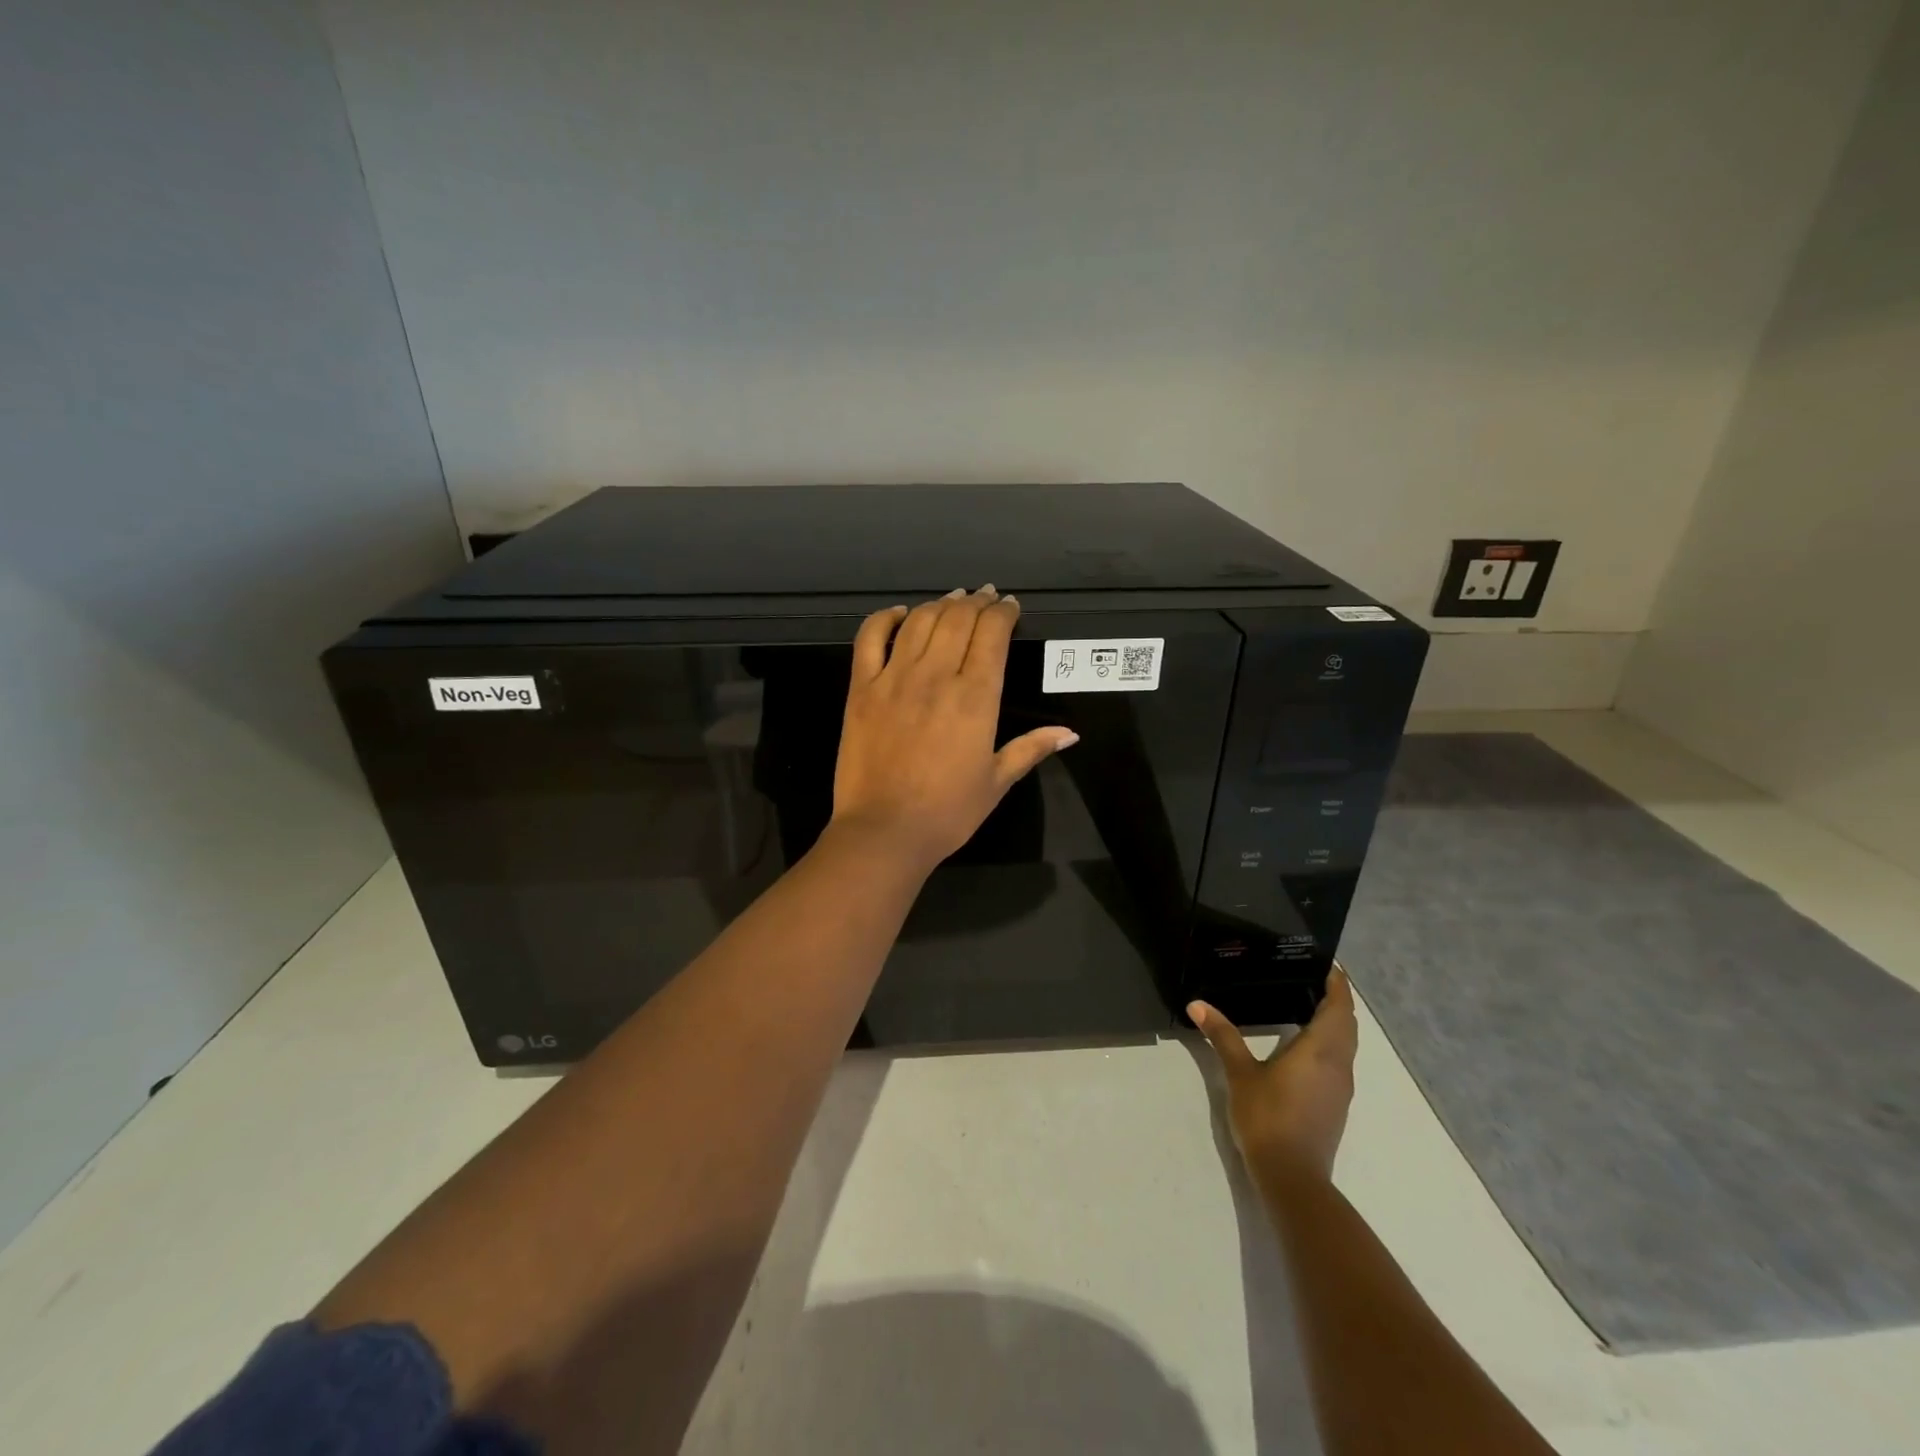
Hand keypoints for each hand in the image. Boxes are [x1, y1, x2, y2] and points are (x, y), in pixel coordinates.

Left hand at [830, 585, 1078, 873]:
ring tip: (953, 599)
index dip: (1003, 613)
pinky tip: (900, 614)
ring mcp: (894, 678)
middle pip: (958, 619)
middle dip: (976, 601)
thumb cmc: (947, 812)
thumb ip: (1031, 748)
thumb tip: (1070, 733)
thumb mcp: (997, 782)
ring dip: (940, 604)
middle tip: (985, 597)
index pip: (992, 634)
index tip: (1010, 607)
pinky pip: (869, 638)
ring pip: (920, 621)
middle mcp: (936, 676)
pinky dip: (885, 619)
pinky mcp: (861, 688)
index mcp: (976, 697)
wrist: (884, 831)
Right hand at [1189, 968, 1358, 1183]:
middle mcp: (1339, 1064)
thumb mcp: (1240, 1073)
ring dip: (1335, 1022)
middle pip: (1347, 1023)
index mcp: (1321, 1050)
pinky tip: (1304, 1044)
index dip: (1337, 983)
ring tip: (1306, 1003)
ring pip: (1346, 1044)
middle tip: (1310, 976)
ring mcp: (1340, 1087)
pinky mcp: (1335, 1104)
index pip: (1339, 1006)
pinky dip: (1330, 1042)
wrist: (1292, 1177)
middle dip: (1335, 999)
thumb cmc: (1268, 1117)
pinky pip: (1339, 1060)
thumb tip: (1197, 1004)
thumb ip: (1222, 1036)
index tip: (1326, 962)